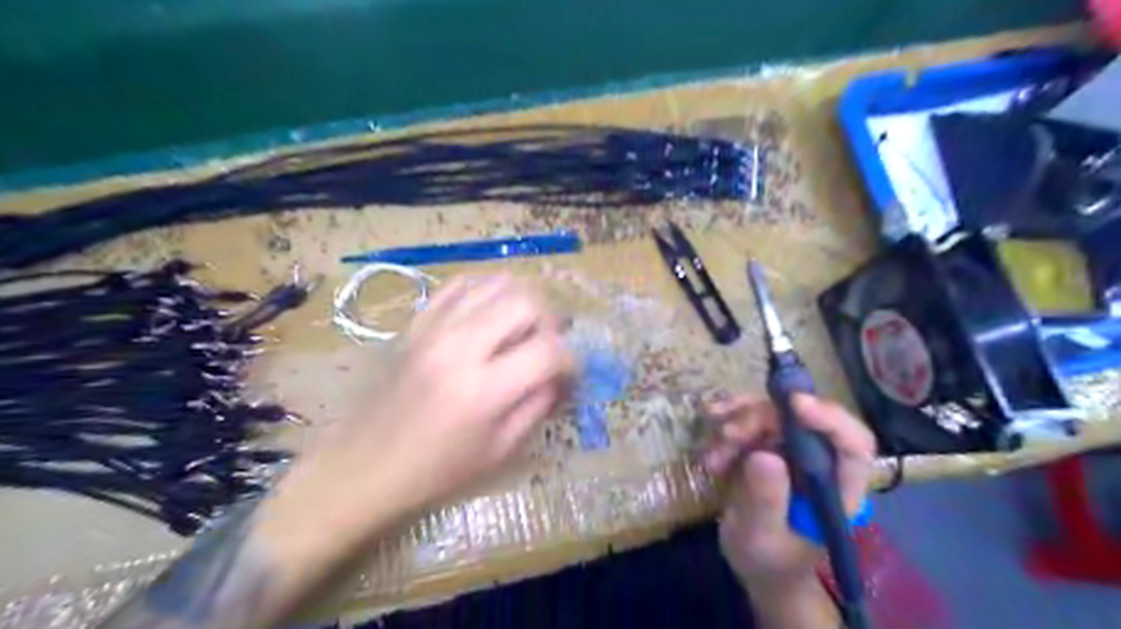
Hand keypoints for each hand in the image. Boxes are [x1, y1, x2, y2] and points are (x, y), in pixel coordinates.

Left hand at [266, 275, 573, 553]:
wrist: (362, 467)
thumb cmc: (435, 472)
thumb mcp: (500, 451)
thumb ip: (538, 406)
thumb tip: (561, 375)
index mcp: (484, 390)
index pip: (549, 350)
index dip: (571, 360)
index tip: (569, 373)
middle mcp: (460, 346)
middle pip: (527, 301)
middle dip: (550, 322)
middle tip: (546, 346)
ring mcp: (434, 328)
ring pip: (496, 283)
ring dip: (520, 303)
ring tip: (520, 330)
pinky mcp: (416, 323)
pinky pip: (460, 285)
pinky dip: (485, 293)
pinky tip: (488, 317)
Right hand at [698, 392, 875, 589]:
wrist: (758, 566)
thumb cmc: (769, 561)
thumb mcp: (761, 538)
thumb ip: (766, 501)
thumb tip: (764, 456)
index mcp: (839, 489)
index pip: (853, 444)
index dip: (830, 418)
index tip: (793, 403)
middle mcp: (822, 462)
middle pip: (801, 420)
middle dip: (761, 419)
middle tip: (727, 435)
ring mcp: (795, 451)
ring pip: (773, 415)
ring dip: (738, 423)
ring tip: (713, 453)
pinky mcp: (770, 446)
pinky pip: (751, 421)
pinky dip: (727, 426)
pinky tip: (710, 448)